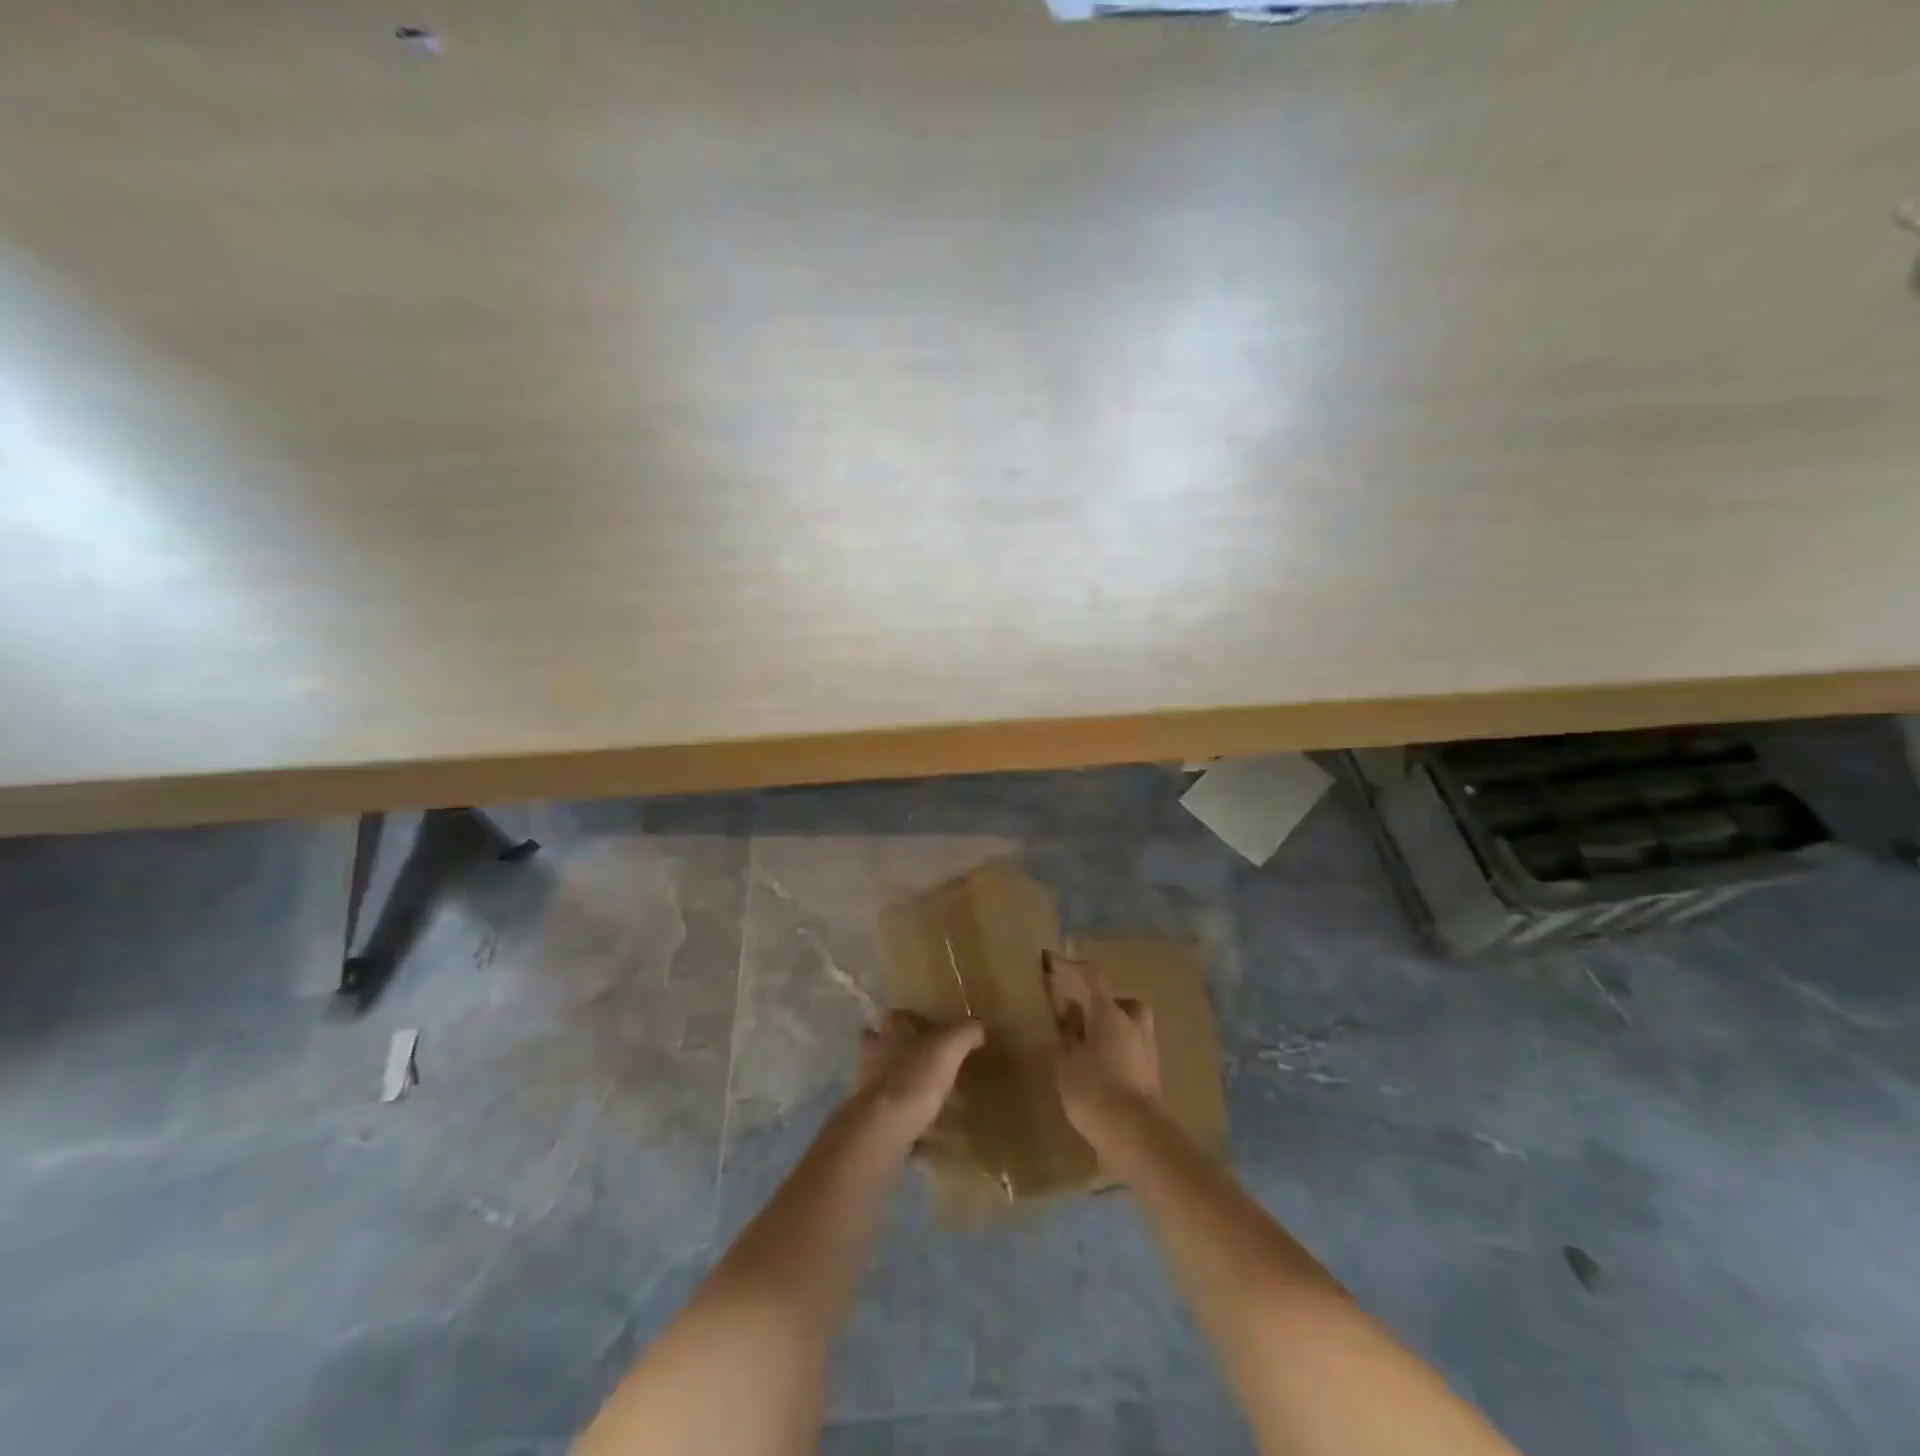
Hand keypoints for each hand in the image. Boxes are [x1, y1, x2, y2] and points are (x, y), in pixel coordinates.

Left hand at [854, 1010, 984, 1144]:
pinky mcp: (870, 1113)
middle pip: (887, 1044)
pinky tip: (926, 1127)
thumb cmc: (917, 1075)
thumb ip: (966, 1032)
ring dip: (904, 1083)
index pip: (901, 1015)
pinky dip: (905, 1114)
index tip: (937, 1034)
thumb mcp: (950, 1045)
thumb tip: (977, 1030)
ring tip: (933, 1098)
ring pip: (887, 1076)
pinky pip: (891, 1110)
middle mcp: (875, 1050)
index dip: (917, 1022)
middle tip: (932, 1064)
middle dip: (905, 1052)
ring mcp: (868, 1083)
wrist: (884, 1125)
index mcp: (892, 1028)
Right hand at [1047, 954, 1160, 1137]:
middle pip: (1112, 999)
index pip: (1089, 976)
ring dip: (1102, 1025)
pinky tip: (1094, 1063)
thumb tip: (1070, 1023)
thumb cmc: (1095, 1089)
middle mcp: (1133, 1021)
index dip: (1067, 966)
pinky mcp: (1149, 1071)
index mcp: (1110, 1011)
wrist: (1136, 1135)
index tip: (1048, 961)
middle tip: (1068, 1010)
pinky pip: (1126, 1045)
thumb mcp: (1066, 1060)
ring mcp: (1146, 1046)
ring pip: (1122, 1023)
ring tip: (1079, 1041)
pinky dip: (1110, 1046)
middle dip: (1091, 1001)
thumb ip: (1066, 1036)